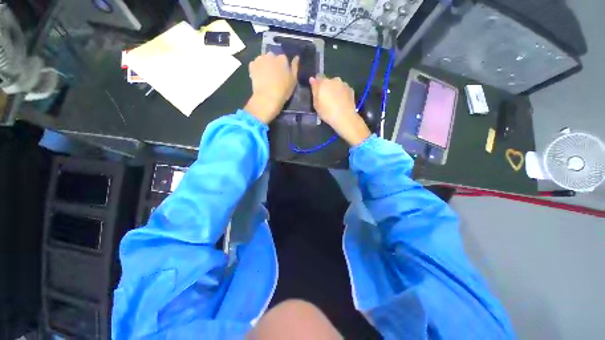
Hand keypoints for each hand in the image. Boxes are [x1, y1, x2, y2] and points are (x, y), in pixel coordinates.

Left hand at [245, 53, 298, 123]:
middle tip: (274, 76)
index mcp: (282, 59)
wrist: (267, 97)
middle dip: (273, 64)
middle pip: (273, 57)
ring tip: (266, 77)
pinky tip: (259, 77)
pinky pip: (255, 64)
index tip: (282, 75)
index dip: (283, 67)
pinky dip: (257, 69)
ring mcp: (260, 59)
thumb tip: (296, 57)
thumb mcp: (293, 80)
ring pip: (263, 60)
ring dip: (265, 65)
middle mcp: (271, 55)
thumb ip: (295, 67)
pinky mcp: (252, 65)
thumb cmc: (283, 90)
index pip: (283, 59)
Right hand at [309, 76, 370, 145]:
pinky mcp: (351, 90)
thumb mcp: (316, 104)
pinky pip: (343, 90)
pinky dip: (342, 94)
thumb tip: (312, 79)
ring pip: (337, 85)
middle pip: (328, 81)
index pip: (318, 77)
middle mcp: (334, 80)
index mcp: (324, 82)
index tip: (316, 91)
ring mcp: (344, 84)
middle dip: (326, 87)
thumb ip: (314, 90)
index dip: (316, 83)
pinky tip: (341, 102)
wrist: (345, 118)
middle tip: (325, 99)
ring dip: (335, 90)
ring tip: (334, 102)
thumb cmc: (327, 112)